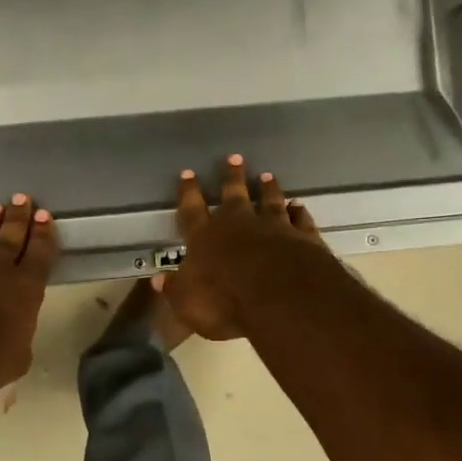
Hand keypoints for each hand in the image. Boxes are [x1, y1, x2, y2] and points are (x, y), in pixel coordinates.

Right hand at [163, 156, 325, 340]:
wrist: (279, 297)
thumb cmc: (224, 302)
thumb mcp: (187, 303)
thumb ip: (175, 289)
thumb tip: (158, 281)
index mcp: (205, 238)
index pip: (192, 211)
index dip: (188, 193)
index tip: (187, 173)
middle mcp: (239, 225)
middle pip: (234, 196)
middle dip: (232, 177)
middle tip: (234, 157)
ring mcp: (274, 228)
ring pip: (270, 202)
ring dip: (268, 189)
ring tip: (267, 175)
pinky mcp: (303, 238)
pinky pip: (300, 220)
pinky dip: (299, 212)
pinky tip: (298, 205)